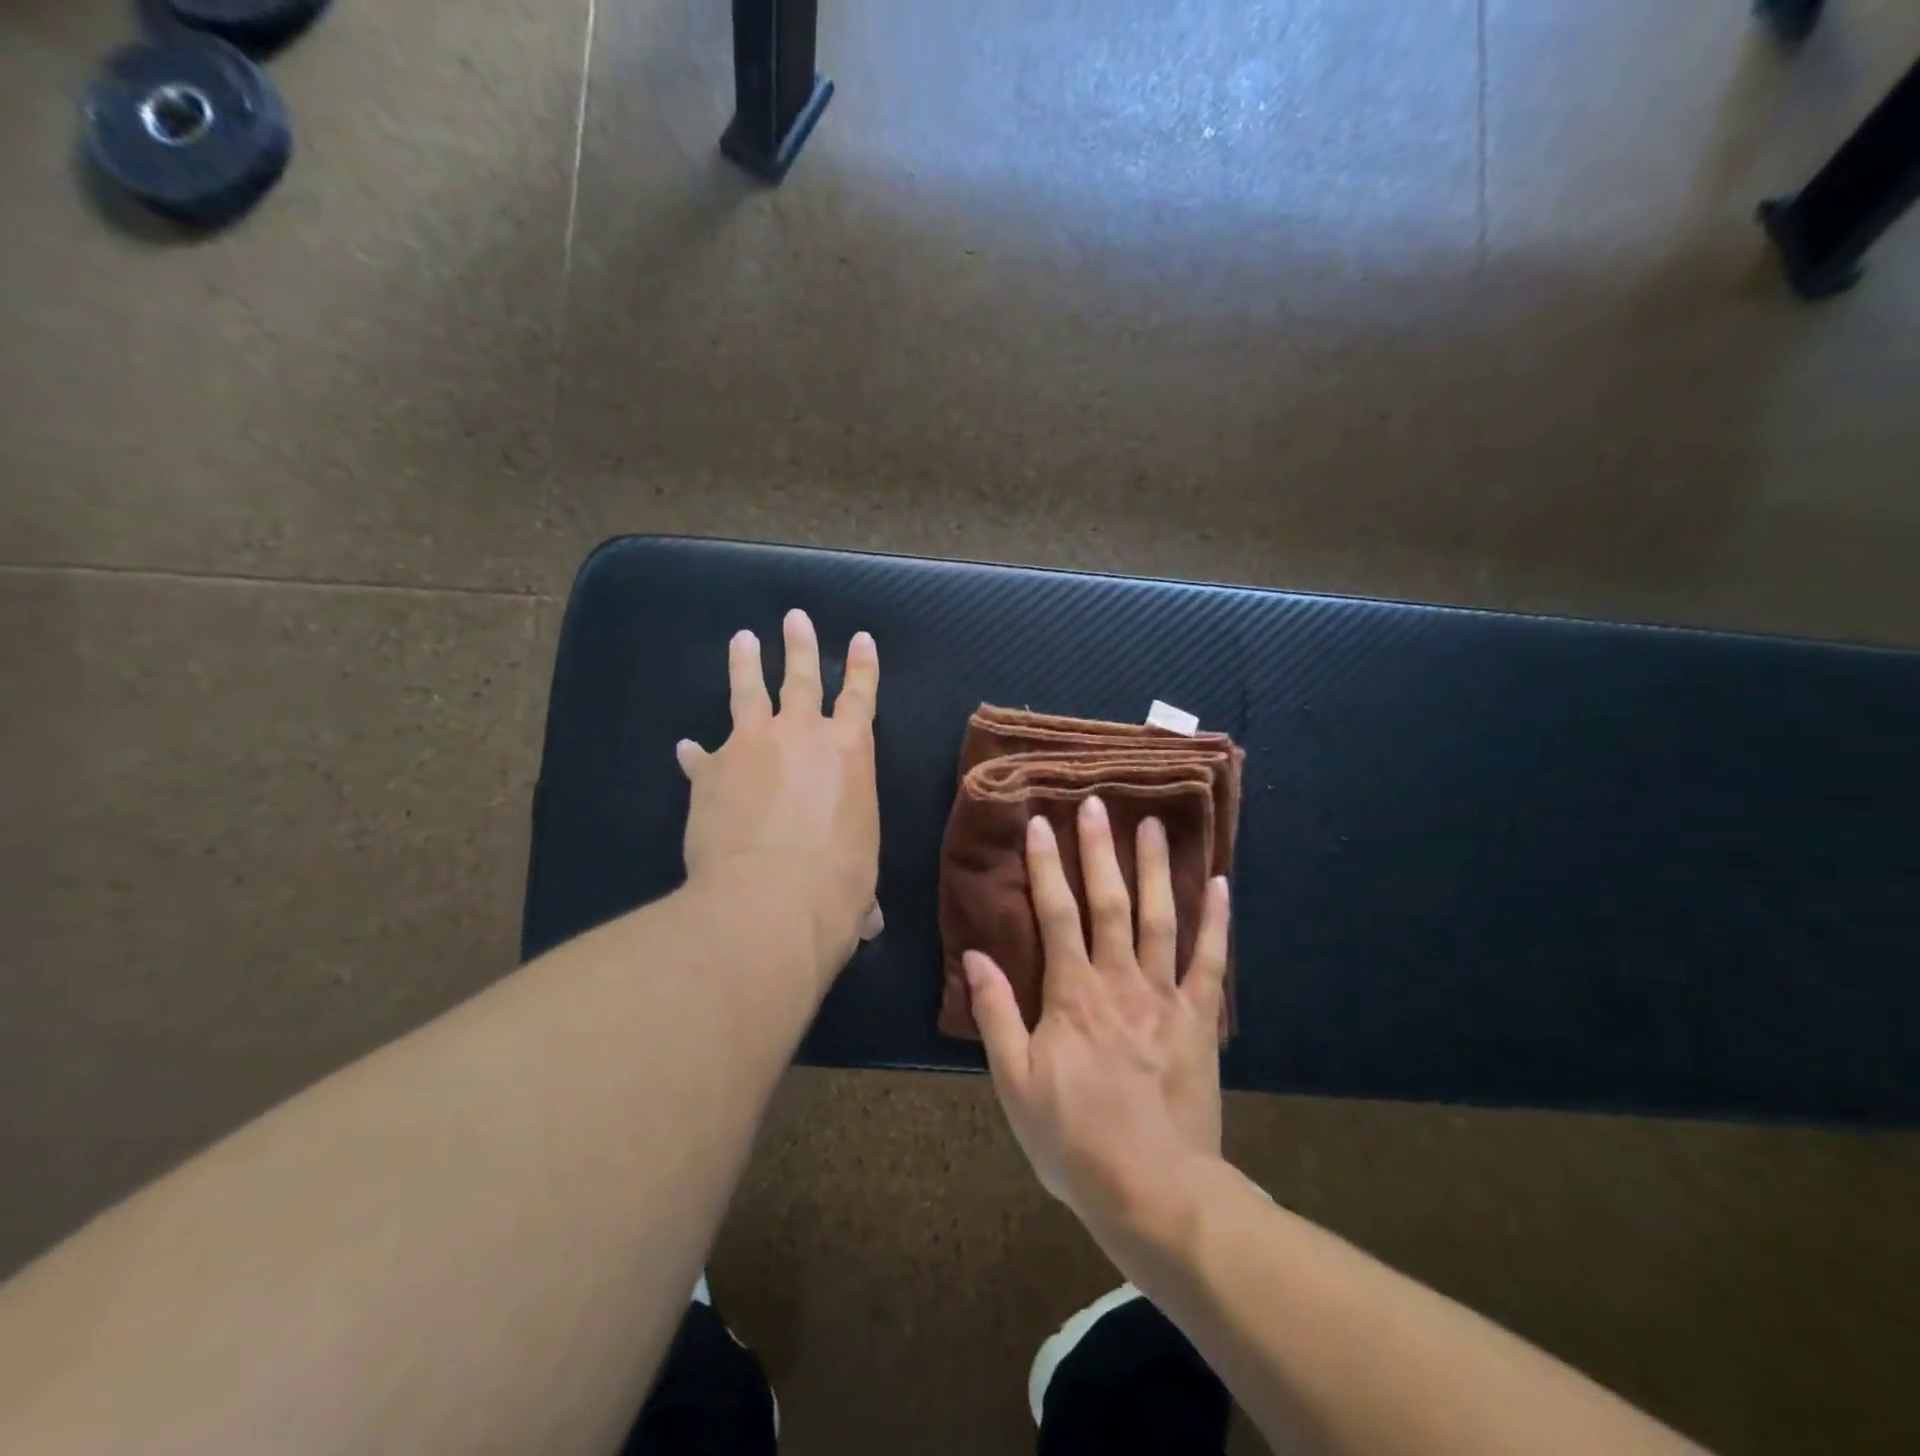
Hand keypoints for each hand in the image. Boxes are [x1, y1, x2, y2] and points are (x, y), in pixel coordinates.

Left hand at [677, 609, 882, 984]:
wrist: (770, 900)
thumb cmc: (837, 886)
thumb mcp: (860, 878)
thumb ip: (859, 884)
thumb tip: (869, 921)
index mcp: (851, 752)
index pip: (861, 696)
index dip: (862, 666)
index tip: (860, 638)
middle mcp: (802, 735)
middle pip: (801, 678)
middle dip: (800, 646)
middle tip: (794, 617)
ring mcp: (751, 746)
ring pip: (748, 692)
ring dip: (745, 664)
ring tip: (742, 639)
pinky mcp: (710, 770)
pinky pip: (702, 754)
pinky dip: (696, 753)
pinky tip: (685, 747)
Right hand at [965, 797, 1230, 1232]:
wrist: (1154, 1191)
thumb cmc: (1074, 1140)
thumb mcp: (1015, 1083)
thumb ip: (996, 1015)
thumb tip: (976, 955)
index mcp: (1071, 994)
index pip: (1056, 914)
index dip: (1047, 866)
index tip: (1041, 822)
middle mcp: (1119, 981)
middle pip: (1109, 903)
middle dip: (1100, 850)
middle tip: (1098, 802)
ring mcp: (1165, 996)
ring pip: (1160, 918)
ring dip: (1156, 868)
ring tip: (1154, 825)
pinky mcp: (1199, 1019)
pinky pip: (1211, 961)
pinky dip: (1217, 922)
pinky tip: (1221, 884)